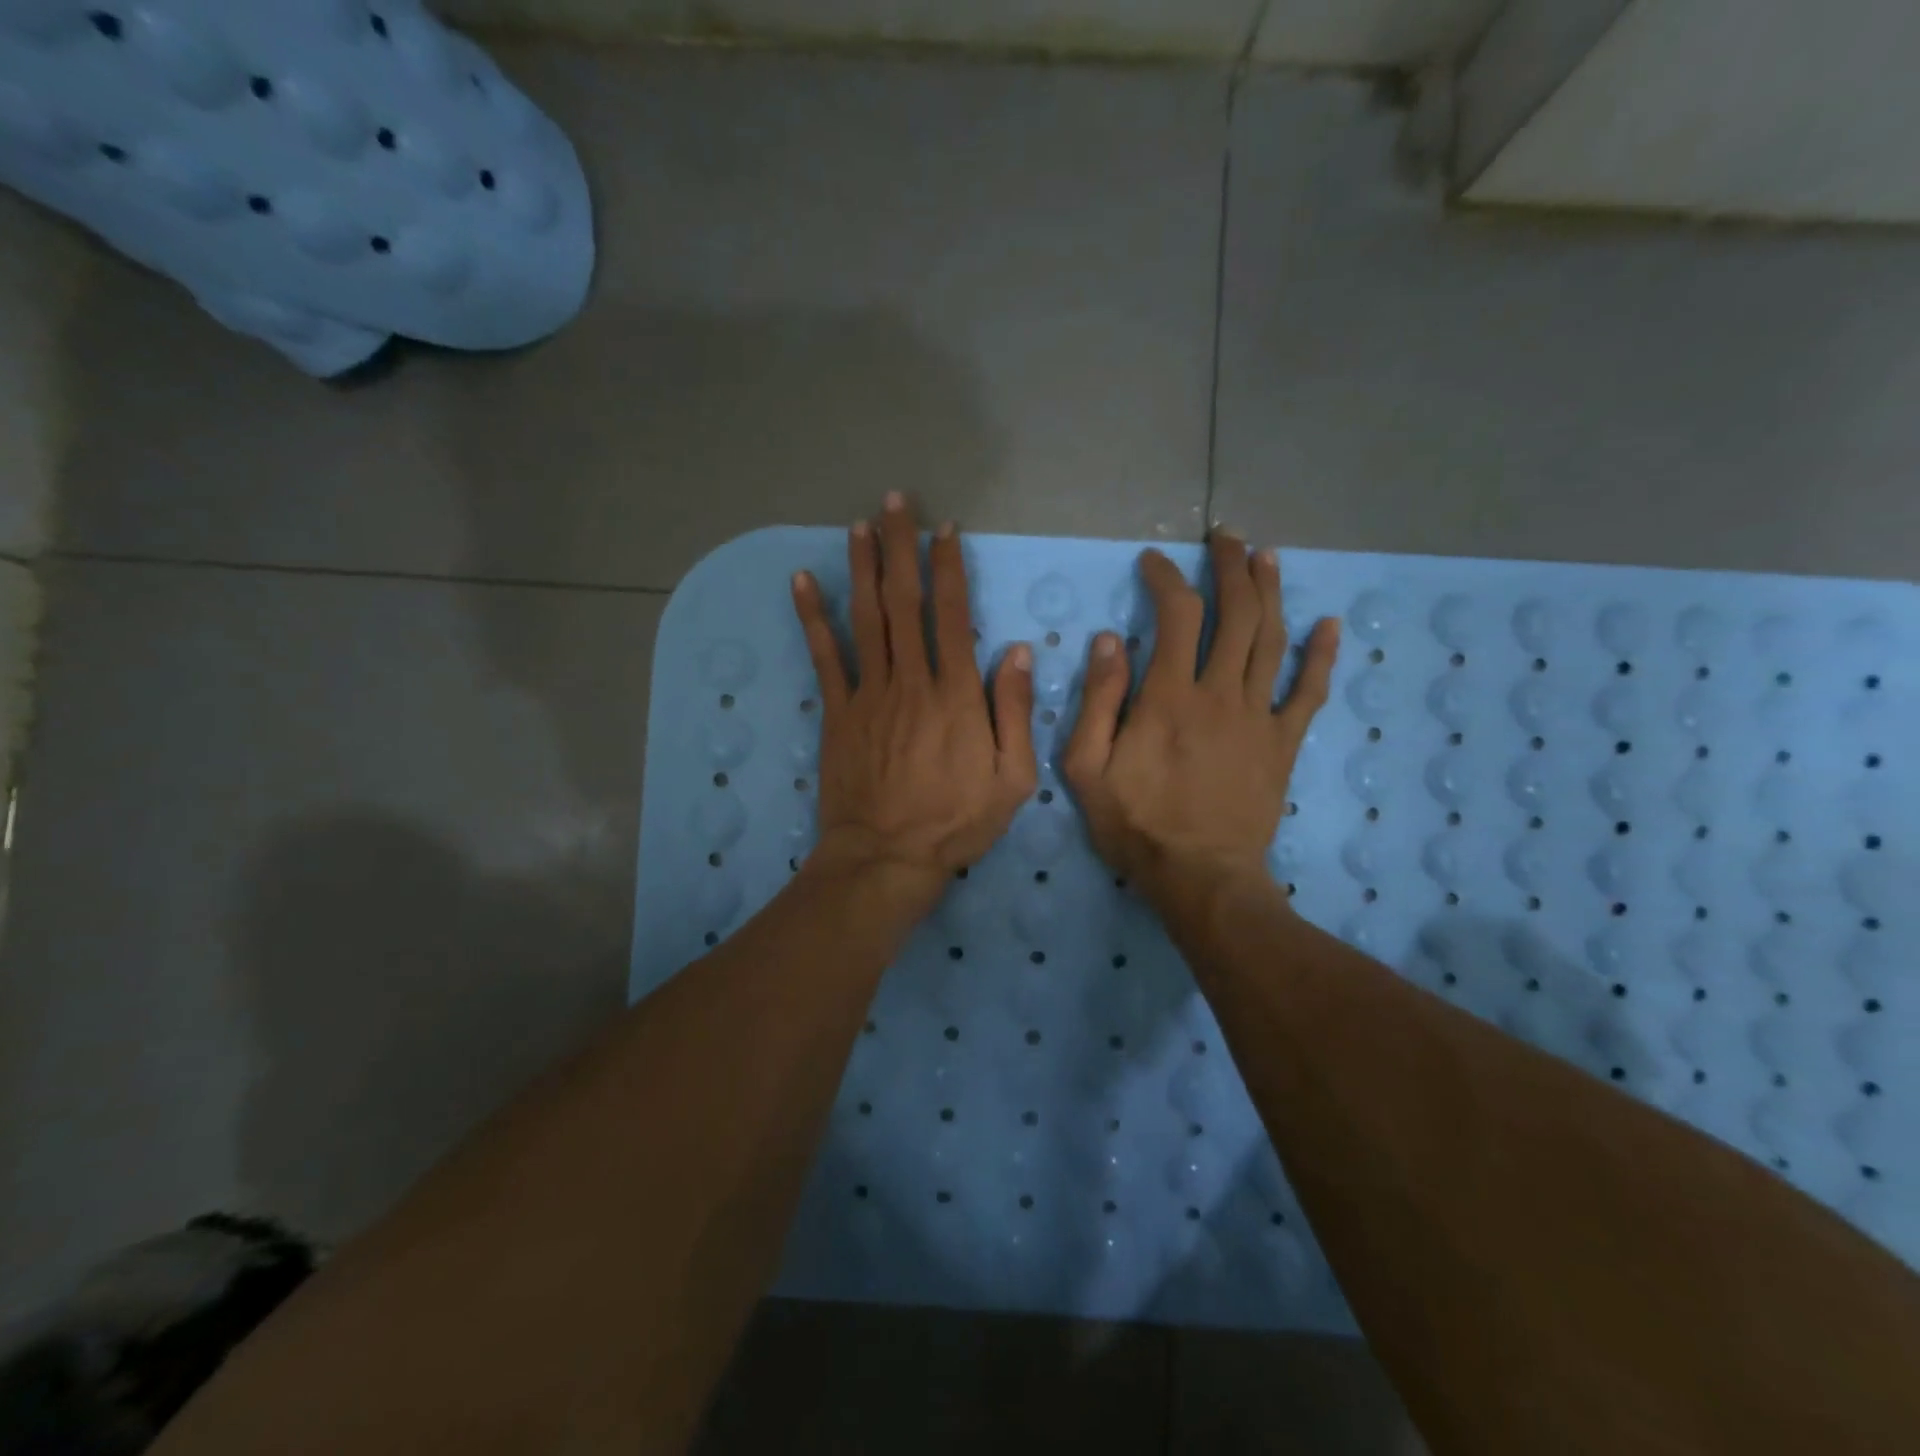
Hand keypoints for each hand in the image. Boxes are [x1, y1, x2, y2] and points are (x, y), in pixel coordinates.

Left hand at [791, 493, 1037, 907]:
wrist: (886, 857)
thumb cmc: (956, 822)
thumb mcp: (1012, 778)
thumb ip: (1016, 713)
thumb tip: (1019, 652)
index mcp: (956, 694)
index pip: (953, 615)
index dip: (949, 568)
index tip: (945, 530)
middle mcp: (911, 680)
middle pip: (904, 601)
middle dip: (901, 547)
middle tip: (896, 502)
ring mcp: (868, 694)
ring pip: (864, 617)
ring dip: (862, 566)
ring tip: (860, 525)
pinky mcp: (837, 712)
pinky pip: (824, 656)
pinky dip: (812, 617)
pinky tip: (802, 581)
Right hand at [1062, 531, 1339, 904]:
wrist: (1199, 876)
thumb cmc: (1136, 824)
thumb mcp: (1087, 768)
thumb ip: (1098, 702)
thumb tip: (1109, 641)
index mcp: (1169, 697)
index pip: (1177, 615)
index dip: (1167, 578)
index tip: (1154, 561)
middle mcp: (1220, 694)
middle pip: (1237, 614)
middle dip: (1231, 567)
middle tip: (1226, 538)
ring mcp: (1259, 717)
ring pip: (1273, 640)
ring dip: (1272, 592)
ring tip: (1267, 557)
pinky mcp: (1283, 743)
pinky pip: (1310, 692)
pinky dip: (1322, 656)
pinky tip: (1329, 624)